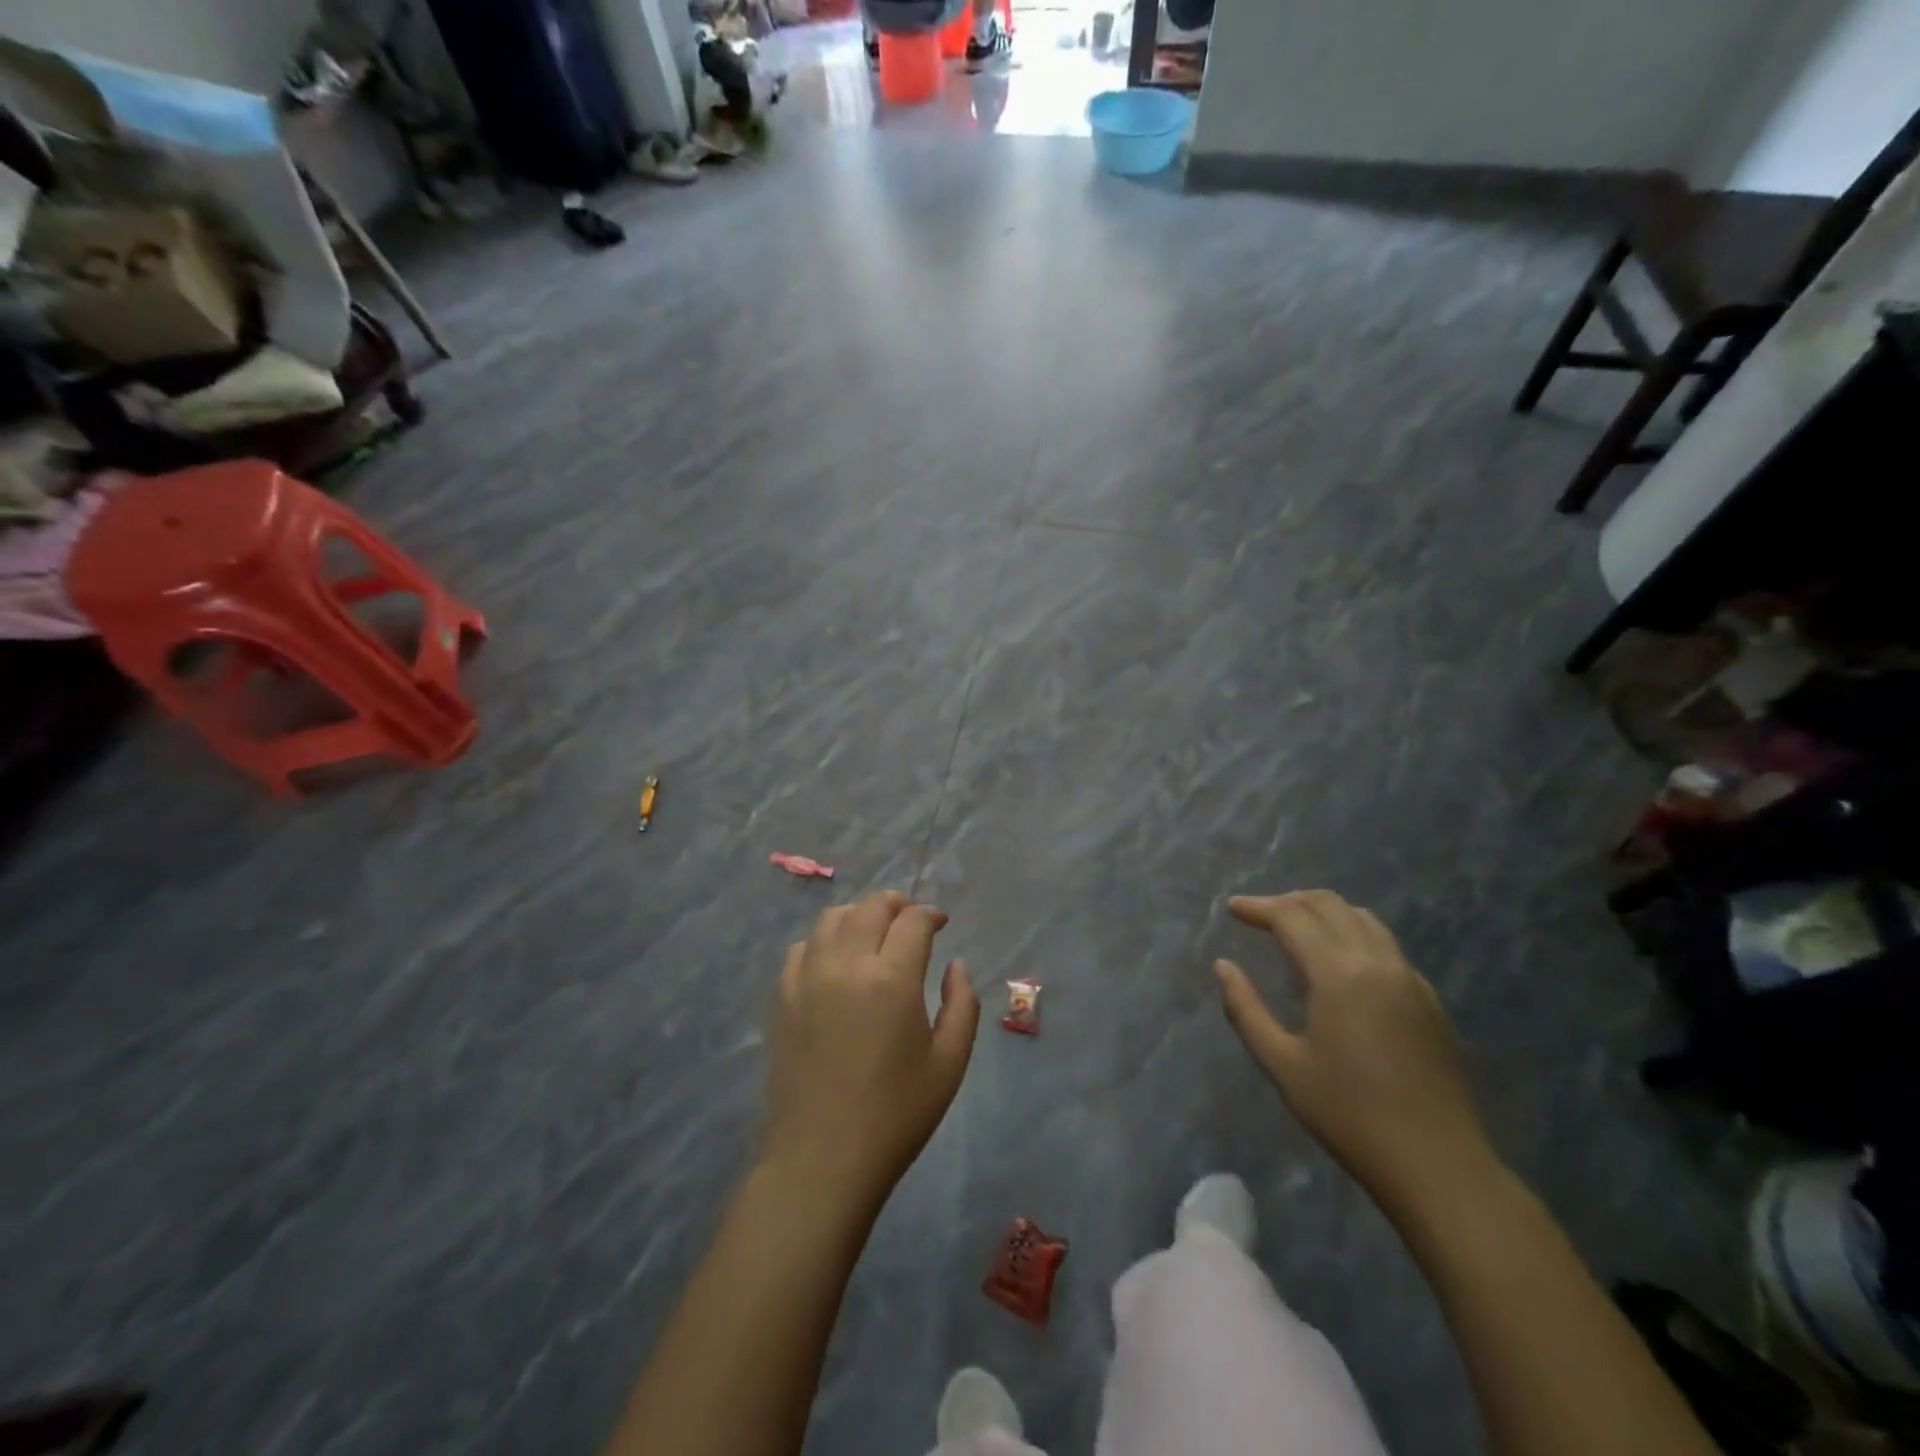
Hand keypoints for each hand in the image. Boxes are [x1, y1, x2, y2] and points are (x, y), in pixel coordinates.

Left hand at [762, 891, 979, 1211]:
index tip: (940, 924)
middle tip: (911, 921)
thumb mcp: (950, 1063)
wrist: (822, 1160)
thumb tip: (956, 965)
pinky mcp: (783, 998)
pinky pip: (803, 947)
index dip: (931, 914)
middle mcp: (847, 965)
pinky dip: (824, 941)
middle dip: (897, 904)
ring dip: (859, 916)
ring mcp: (808, 978)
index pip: (913, 920)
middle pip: (871, 906)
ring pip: (832, 918)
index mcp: (892, 979)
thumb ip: (962, 1004)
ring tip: (874, 935)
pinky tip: (836, 962)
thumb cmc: (896, 1115)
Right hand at [1215, 890, 1496, 1208]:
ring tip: (1297, 929)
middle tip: (1260, 915)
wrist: (1438, 1165)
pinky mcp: (1429, 999)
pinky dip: (1353, 934)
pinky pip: (1386, 945)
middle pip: (1330, 905)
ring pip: (1363, 919)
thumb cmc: (1349, 1115)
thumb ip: (1245, 1009)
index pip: (1292, 917)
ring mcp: (1410, 979)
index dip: (1258, 907)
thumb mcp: (1282, 1065)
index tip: (1233, 908)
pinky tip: (1339, 964)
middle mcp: (1377, 962)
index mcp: (1339, 974)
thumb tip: (1223, 967)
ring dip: (1324, 912)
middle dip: (1290, 901)